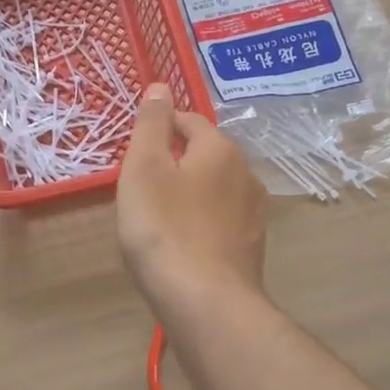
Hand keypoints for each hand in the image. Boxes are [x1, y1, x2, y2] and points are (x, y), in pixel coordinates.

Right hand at [117, 84, 266, 315]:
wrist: (206, 303)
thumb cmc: (165, 228)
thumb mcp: (144, 168)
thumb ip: (151, 124)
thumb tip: (160, 86)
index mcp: (220, 148)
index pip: (188, 120)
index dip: (159, 130)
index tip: (135, 154)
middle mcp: (246, 174)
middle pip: (204, 154)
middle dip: (175, 163)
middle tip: (141, 189)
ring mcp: (254, 213)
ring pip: (215, 189)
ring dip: (190, 194)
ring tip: (160, 219)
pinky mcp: (252, 247)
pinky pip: (221, 221)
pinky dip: (201, 223)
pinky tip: (183, 245)